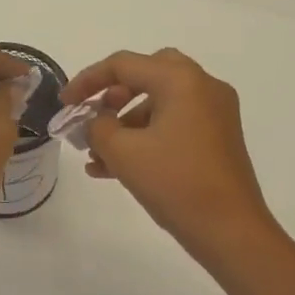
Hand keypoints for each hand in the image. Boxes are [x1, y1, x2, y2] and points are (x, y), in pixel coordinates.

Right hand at [59, 48, 275, 263]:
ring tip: (97, 157)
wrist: (230, 230)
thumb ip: (98, 127)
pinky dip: (147, 138)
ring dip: (126, 124)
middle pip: (148, 75)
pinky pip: (175, 125)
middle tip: (93, 117)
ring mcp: (216, 113)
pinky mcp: (219, 139)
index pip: (124, 64)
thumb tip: (96, 122)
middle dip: (113, 95)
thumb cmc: (175, 183)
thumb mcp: (123, 152)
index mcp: (182, 80)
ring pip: (161, 104)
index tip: (64, 104)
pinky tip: (116, 168)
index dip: (87, 81)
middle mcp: (203, 87)